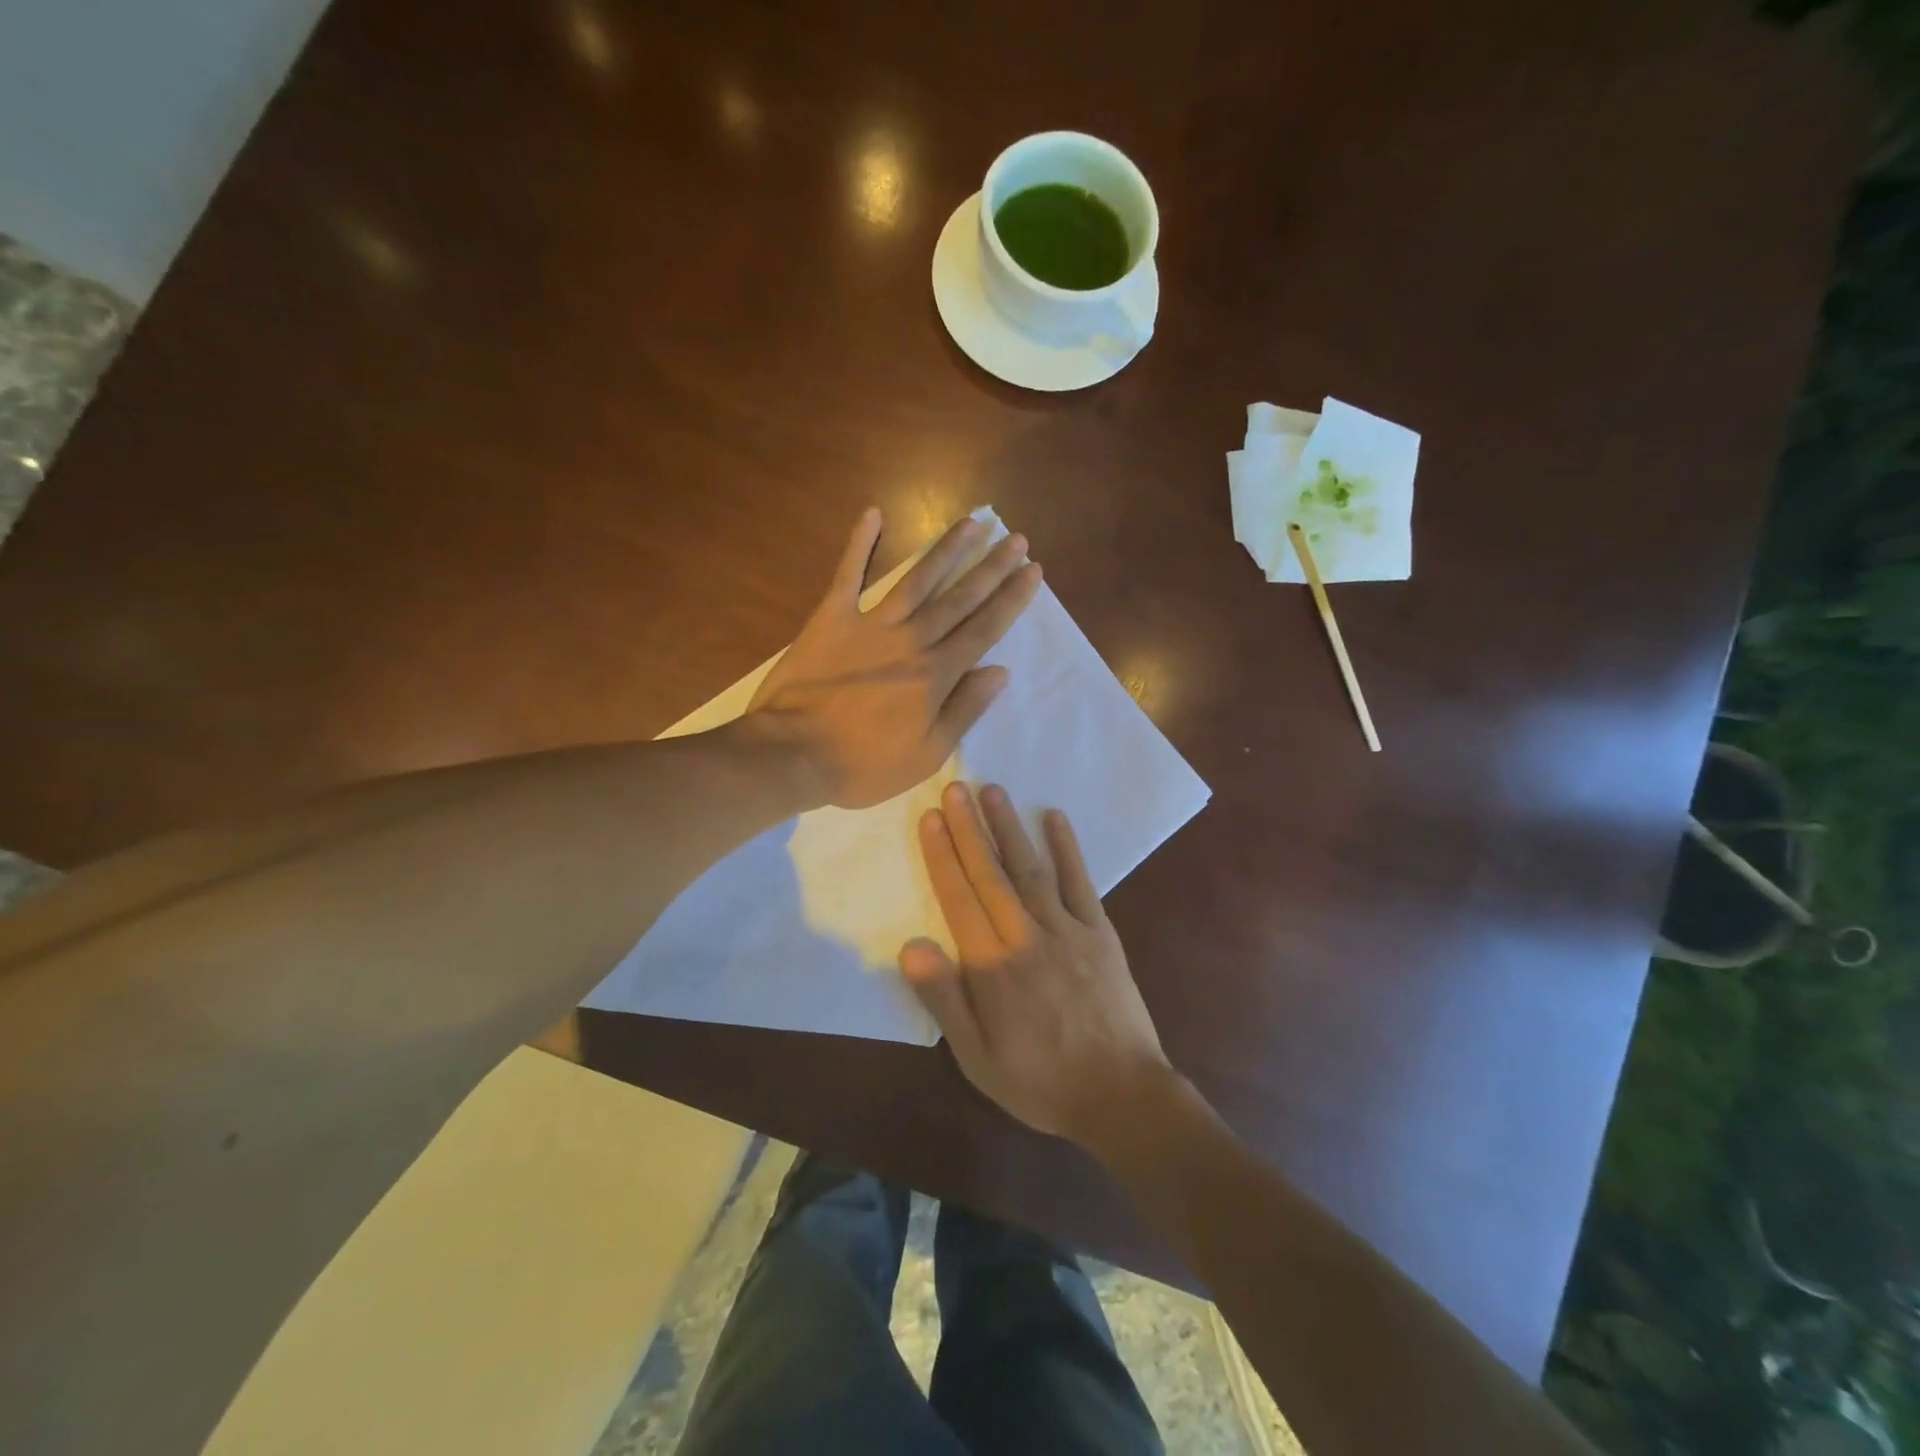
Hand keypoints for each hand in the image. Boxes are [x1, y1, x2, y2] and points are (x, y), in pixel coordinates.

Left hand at [748, 510, 1040, 809]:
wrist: (792, 754)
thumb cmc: (863, 764)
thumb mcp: (926, 753)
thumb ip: (964, 709)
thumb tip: (1000, 671)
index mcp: (935, 674)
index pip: (983, 629)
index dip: (1011, 598)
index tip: (1032, 570)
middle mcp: (910, 640)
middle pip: (959, 597)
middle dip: (991, 567)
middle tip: (1015, 538)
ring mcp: (870, 624)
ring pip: (917, 579)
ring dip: (947, 549)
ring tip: (973, 522)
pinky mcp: (831, 618)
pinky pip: (848, 574)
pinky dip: (859, 543)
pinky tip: (873, 513)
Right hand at [900, 782, 1174, 1145]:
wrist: (1122, 1096)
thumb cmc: (1040, 1082)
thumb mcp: (977, 1058)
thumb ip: (945, 1000)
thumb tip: (911, 947)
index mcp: (992, 968)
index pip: (959, 899)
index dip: (942, 856)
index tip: (930, 818)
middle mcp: (1026, 937)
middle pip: (992, 874)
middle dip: (969, 829)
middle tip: (955, 788)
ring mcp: (1068, 930)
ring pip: (1031, 868)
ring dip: (1010, 828)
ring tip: (992, 791)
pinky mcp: (1101, 932)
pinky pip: (1082, 882)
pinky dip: (1068, 848)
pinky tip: (1055, 818)